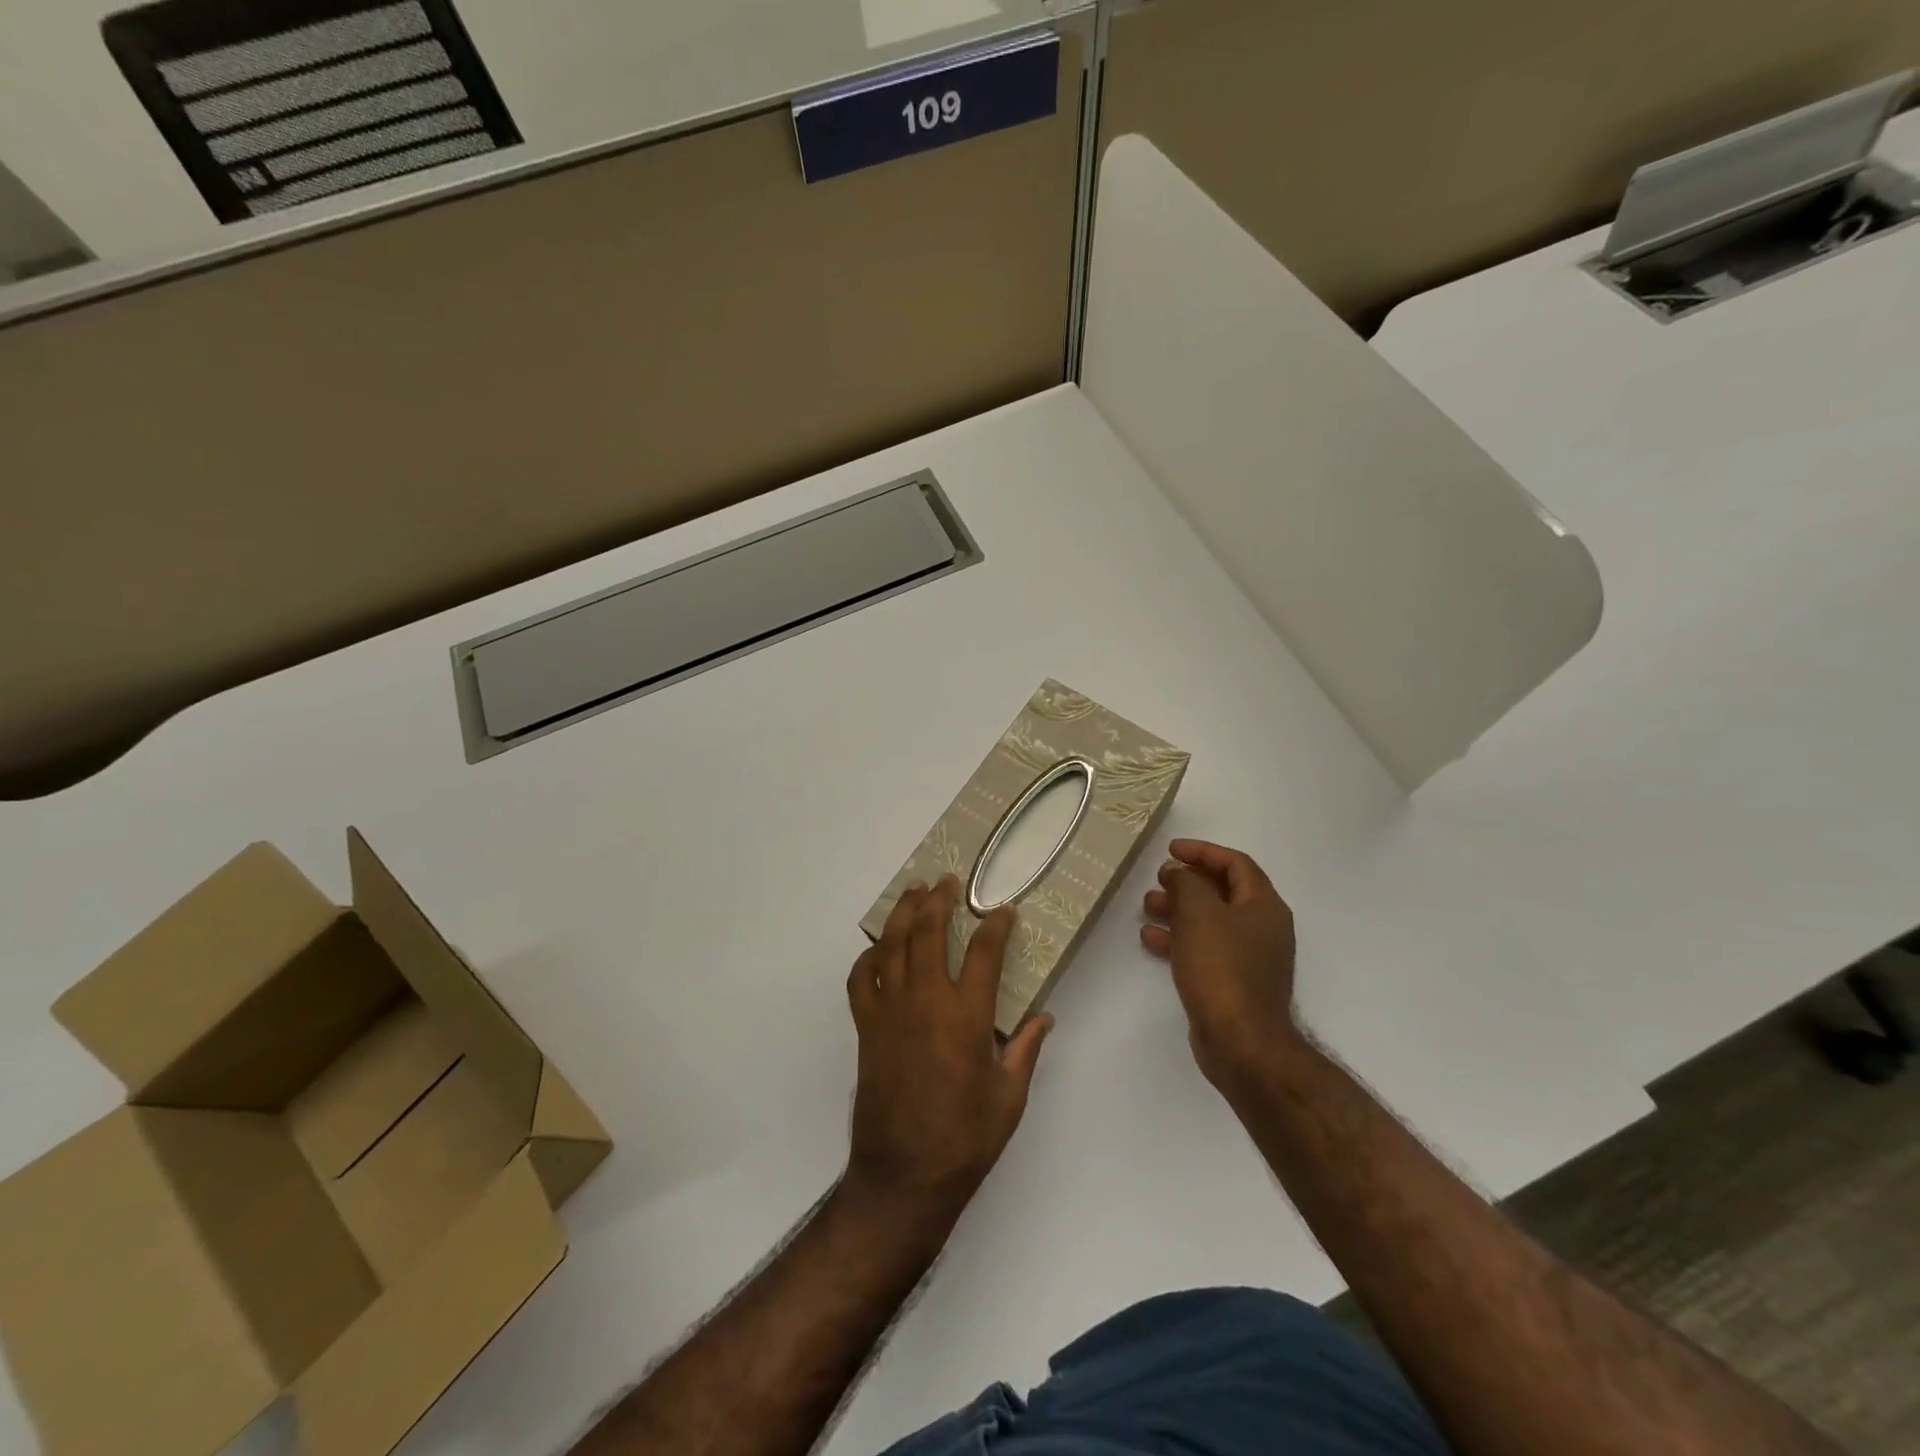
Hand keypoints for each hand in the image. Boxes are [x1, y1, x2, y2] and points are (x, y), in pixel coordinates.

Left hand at [842, 877, 1051, 1225]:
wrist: (904, 1175)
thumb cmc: (965, 1138)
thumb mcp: (1009, 1097)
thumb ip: (1025, 1050)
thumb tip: (1044, 1017)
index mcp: (967, 1016)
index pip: (985, 953)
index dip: (996, 925)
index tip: (1003, 910)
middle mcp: (926, 1002)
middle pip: (929, 932)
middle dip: (940, 900)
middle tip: (948, 881)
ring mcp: (890, 1011)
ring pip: (892, 945)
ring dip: (903, 913)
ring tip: (914, 891)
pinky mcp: (867, 1027)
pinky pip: (861, 979)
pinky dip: (867, 957)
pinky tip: (878, 949)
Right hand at [1141, 839, 1301, 1093]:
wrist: (1240, 1041)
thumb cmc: (1221, 967)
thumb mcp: (1198, 913)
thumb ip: (1185, 883)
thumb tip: (1178, 872)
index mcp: (1263, 905)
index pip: (1236, 863)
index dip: (1203, 851)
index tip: (1171, 850)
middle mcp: (1262, 927)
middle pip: (1223, 891)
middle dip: (1187, 881)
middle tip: (1158, 879)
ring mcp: (1250, 957)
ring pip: (1210, 921)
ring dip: (1179, 909)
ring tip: (1148, 906)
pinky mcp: (1234, 982)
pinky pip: (1205, 949)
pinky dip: (1179, 939)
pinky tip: (1151, 939)